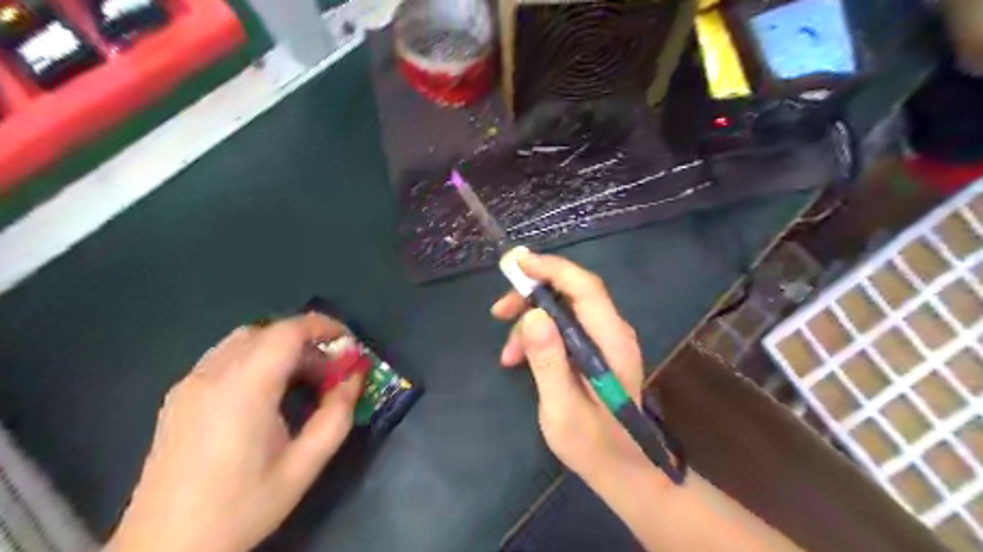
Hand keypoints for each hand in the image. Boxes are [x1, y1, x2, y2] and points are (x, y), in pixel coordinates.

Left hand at [107, 315, 365, 551]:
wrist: (165, 547)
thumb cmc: (242, 506)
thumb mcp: (304, 465)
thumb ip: (336, 414)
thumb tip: (355, 377)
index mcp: (244, 389)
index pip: (289, 332)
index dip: (325, 327)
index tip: (349, 345)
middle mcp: (212, 375)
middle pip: (270, 332)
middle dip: (309, 342)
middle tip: (331, 372)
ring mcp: (190, 383)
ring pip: (246, 339)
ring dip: (282, 347)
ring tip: (302, 380)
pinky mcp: (179, 395)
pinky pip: (225, 355)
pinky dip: (257, 356)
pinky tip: (267, 390)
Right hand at [492, 252, 651, 480]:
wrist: (622, 469)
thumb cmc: (593, 445)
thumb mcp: (562, 408)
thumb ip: (549, 361)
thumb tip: (532, 315)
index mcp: (612, 342)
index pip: (584, 287)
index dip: (551, 269)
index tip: (516, 264)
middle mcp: (613, 332)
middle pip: (572, 291)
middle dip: (532, 295)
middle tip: (498, 312)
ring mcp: (605, 339)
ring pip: (564, 308)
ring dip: (531, 321)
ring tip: (507, 354)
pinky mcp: (595, 348)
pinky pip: (564, 326)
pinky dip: (539, 335)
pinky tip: (519, 358)